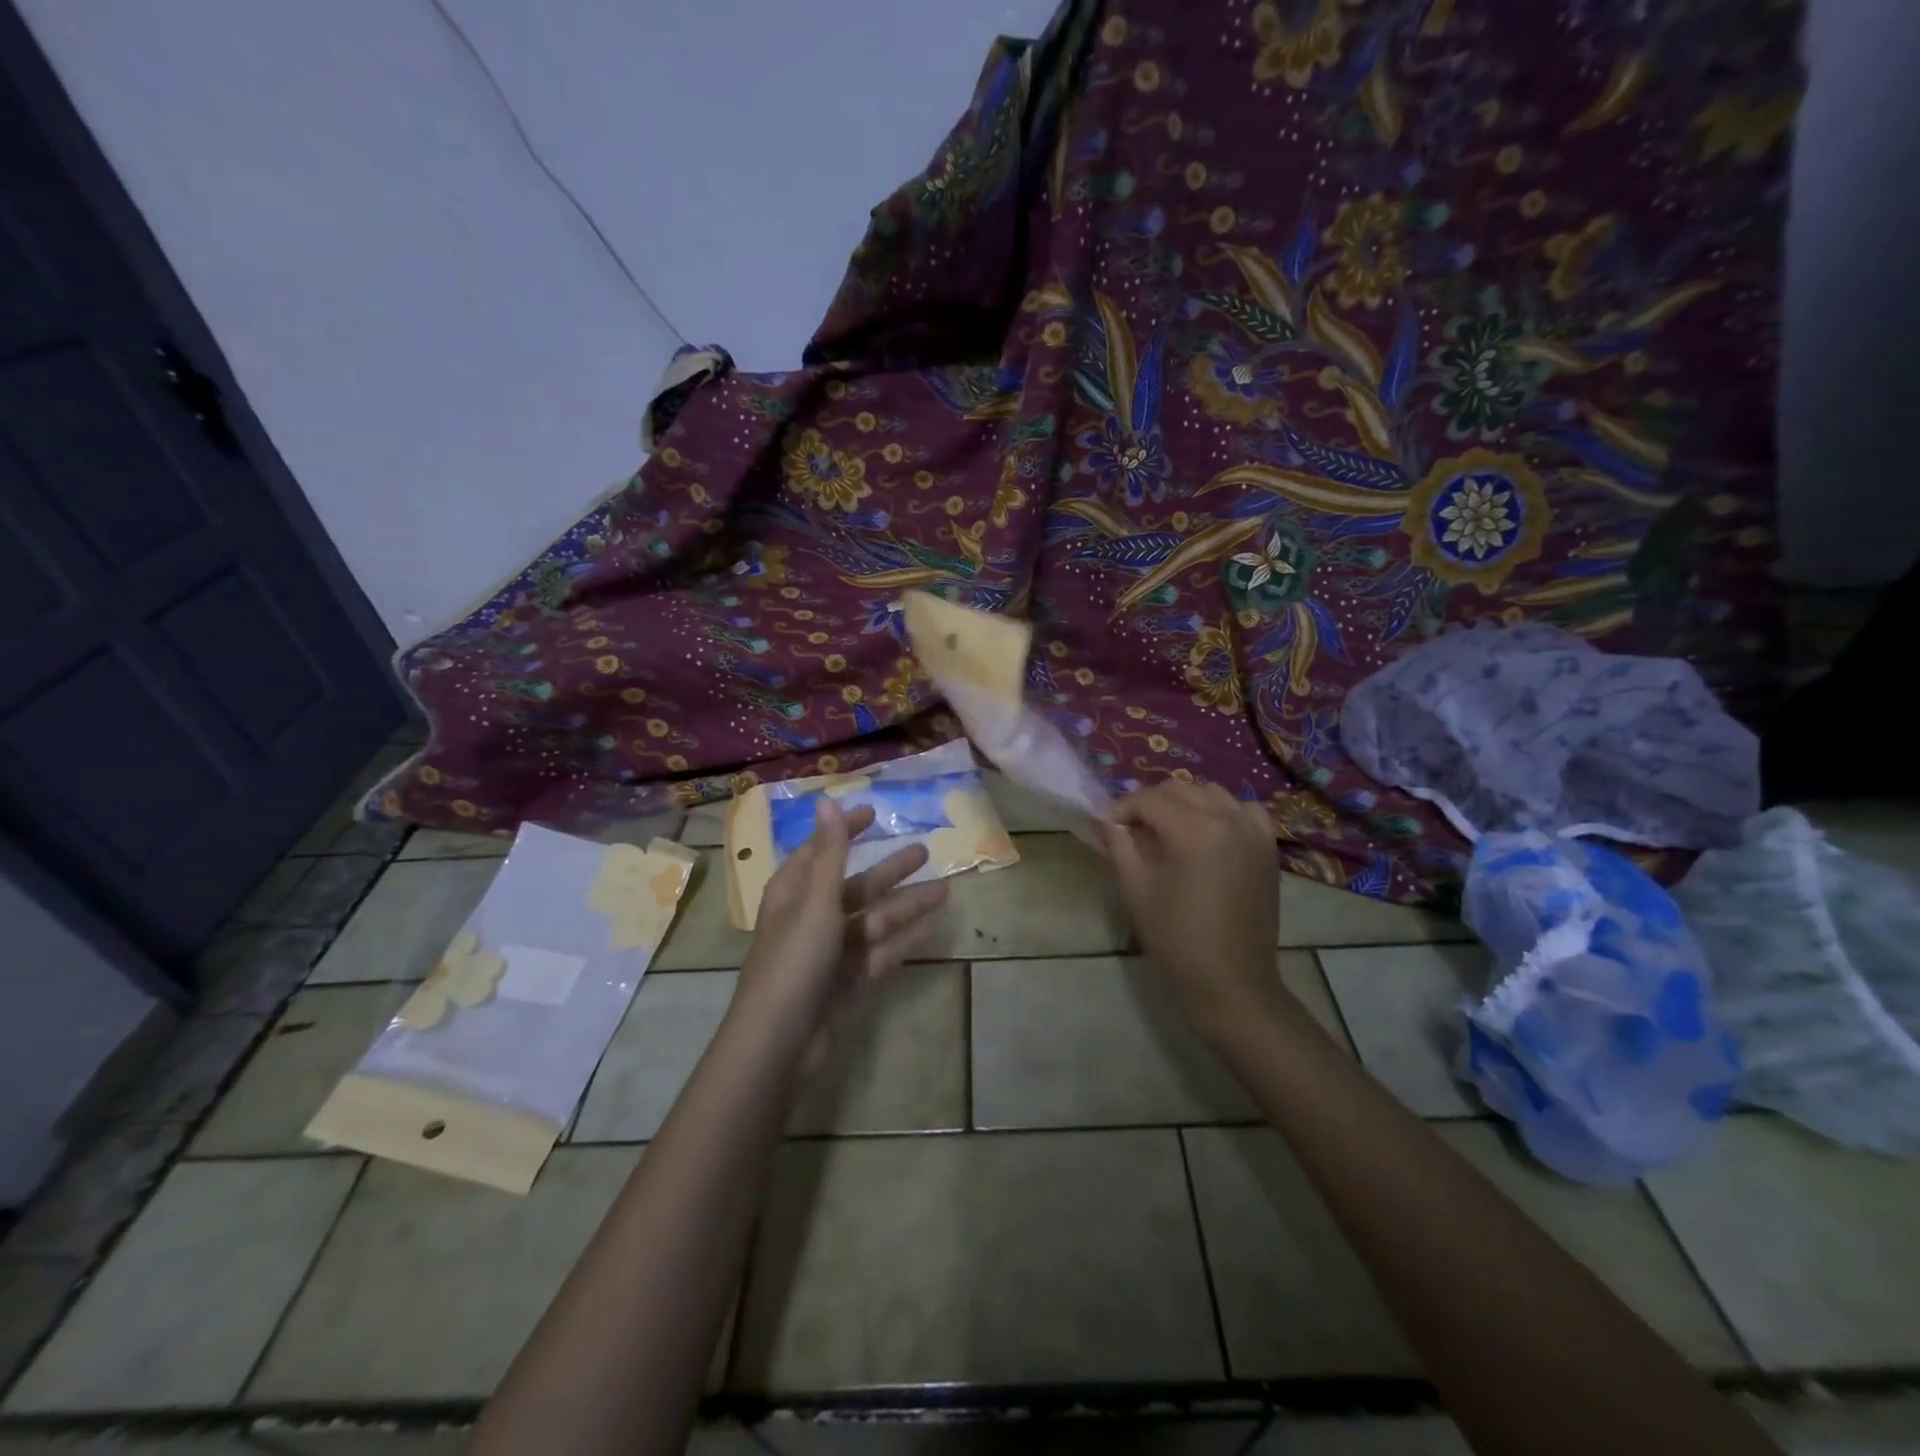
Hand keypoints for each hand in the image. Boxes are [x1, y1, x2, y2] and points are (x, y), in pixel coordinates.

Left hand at [734, 800, 947, 1041]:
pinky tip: (932, 929)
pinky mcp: (846, 980)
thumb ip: (830, 852)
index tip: (874, 814)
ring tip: (946, 891)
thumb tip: (827, 801)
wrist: (781, 1040)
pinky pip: (879, 952)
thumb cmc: (795, 960)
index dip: (846, 831)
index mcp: (795, 892)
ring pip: (874, 919)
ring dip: (907, 905)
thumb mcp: (816, 900)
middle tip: (925, 850)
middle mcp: (811, 916)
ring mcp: (830, 951)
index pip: (822, 850)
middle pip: (856, 886)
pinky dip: (903, 940)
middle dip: (890, 870)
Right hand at [1102, 780, 1281, 1038]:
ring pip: (1212, 793)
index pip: (1149, 799)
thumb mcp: (1136, 889)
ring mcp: (1253, 831)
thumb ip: (1120, 845)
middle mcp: (1228, 818)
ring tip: (1167, 828)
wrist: (1232, 981)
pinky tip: (1209, 831)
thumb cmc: (1177, 938)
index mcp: (1194, 830)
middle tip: (1131, 828)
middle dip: (1150, 802)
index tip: (1106, 826)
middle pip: (1180, 789)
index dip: (1122, 808)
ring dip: (1184, 801)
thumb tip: (1109, 820)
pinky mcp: (1267, 847)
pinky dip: (1223, 810)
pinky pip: (1244, 810)